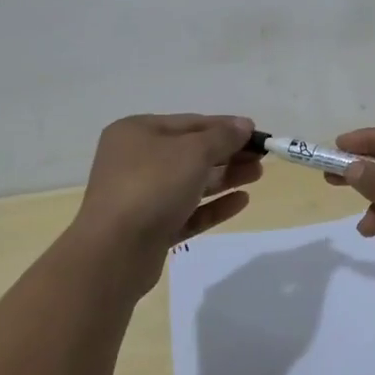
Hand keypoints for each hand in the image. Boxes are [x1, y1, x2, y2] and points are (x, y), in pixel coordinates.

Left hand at [70, 114, 261, 290]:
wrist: (114, 252)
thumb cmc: (152, 186)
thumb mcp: (193, 152)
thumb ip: (222, 137)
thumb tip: (244, 125)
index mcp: (137, 132)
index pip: (190, 123)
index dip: (225, 126)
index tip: (257, 134)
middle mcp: (135, 160)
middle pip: (191, 153)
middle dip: (228, 154)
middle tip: (261, 158)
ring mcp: (141, 196)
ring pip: (191, 182)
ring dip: (225, 177)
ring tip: (258, 175)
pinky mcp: (150, 229)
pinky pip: (187, 211)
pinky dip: (213, 205)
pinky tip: (242, 201)